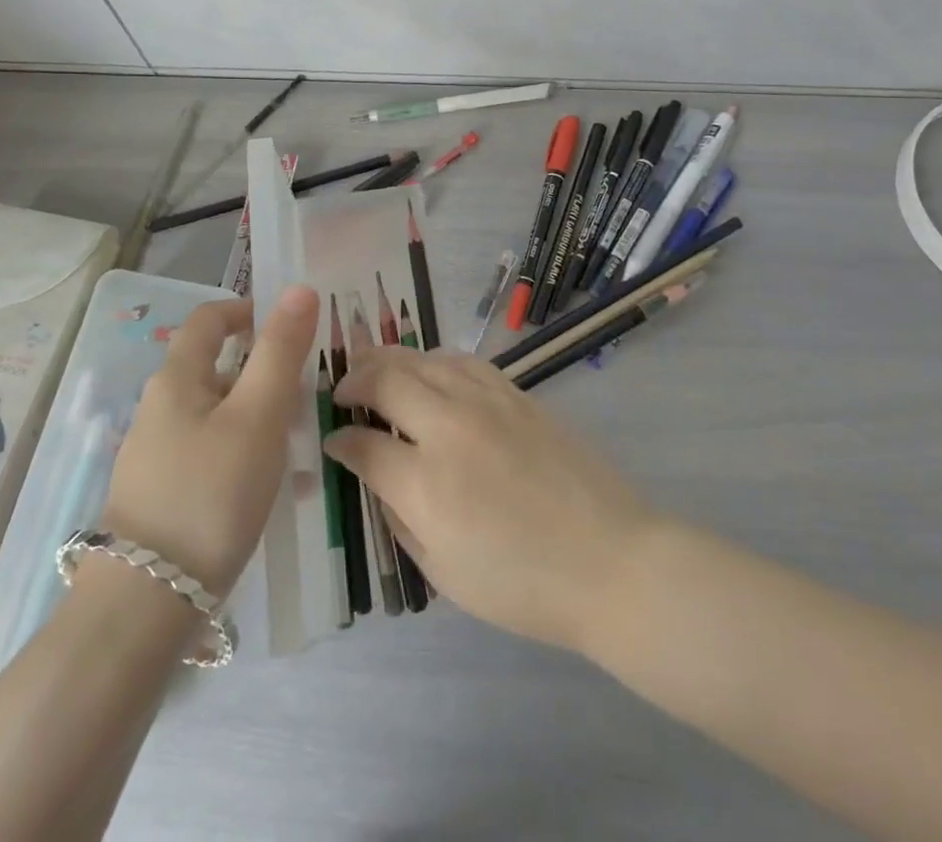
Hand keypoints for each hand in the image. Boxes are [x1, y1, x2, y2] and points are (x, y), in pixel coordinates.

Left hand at [101, 286, 319, 595]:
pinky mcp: (161, 496)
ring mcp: (156, 455)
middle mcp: (159, 409)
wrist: (145, 606)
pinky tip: (272, 488)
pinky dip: (245, 454)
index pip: (207, 320)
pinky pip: (212, 454)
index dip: (247, 311)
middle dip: (264, 372)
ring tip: (300, 445)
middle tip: (307, 394)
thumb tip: (298, 288)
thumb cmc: (210, 493)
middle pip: (216, 368)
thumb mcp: (258, 415)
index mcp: (176, 380)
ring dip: (260, 416)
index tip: (288, 324)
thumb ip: (280, 350)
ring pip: (218, 414)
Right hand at [323, 348, 659, 652]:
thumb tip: (377, 477)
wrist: (609, 559)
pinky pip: (462, 360)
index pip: (363, 443)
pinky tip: (429, 370)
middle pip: (387, 379)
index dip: (339, 440)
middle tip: (342, 392)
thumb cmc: (522, 584)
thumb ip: (400, 517)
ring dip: (390, 360)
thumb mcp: (444, 571)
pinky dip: (434, 360)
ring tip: (375, 369)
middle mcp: (449, 427)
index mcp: (426, 481)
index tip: (332, 441)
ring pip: (424, 358)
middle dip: (354, 380)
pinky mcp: (516, 393)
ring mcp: (486, 401)